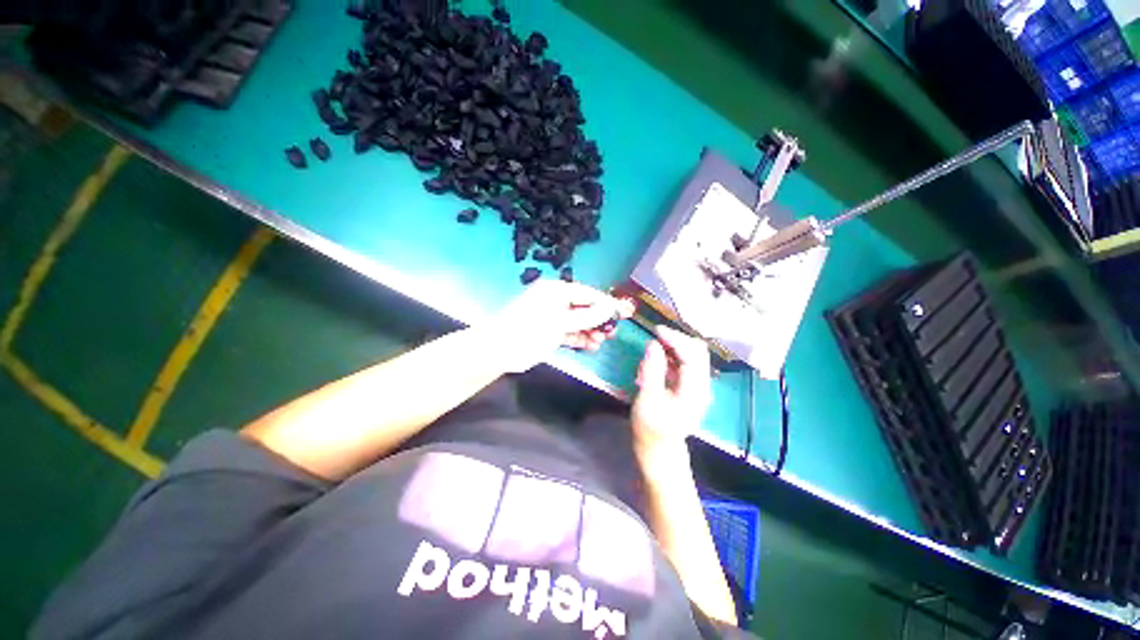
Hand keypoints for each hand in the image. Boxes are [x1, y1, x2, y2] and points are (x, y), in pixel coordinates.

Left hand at [488, 279, 634, 372]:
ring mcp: (553, 317)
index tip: (624, 312)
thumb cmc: (530, 330)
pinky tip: (591, 346)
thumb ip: (586, 317)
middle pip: (584, 308)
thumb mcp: (560, 322)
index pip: (588, 294)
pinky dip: (580, 339)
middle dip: (600, 320)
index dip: (607, 304)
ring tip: (602, 341)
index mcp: (557, 291)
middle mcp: (556, 301)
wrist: (500, 350)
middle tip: (614, 331)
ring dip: (591, 331)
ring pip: (578, 322)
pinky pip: (570, 333)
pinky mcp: (550, 332)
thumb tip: (609, 309)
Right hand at [631, 326, 711, 467]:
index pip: (692, 356)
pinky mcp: (688, 386)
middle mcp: (701, 386)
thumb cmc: (651, 428)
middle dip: (676, 340)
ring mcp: (696, 386)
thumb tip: (653, 344)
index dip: (676, 339)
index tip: (657, 330)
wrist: (659, 450)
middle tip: (654, 337)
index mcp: (694, 391)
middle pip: (696, 352)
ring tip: (651, 353)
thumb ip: (652, 370)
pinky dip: (670, 357)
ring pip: (690, 355)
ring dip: (672, 348)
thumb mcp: (647, 399)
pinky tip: (654, 362)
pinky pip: (683, 363)